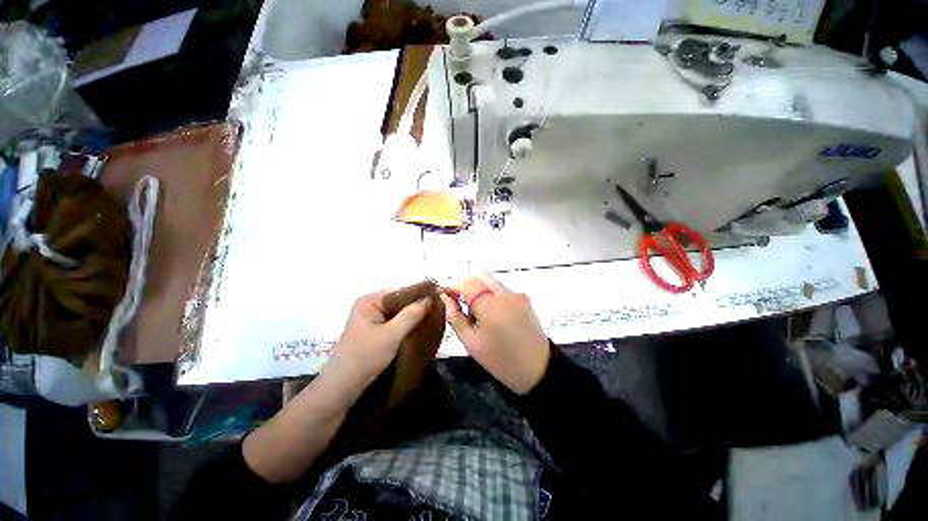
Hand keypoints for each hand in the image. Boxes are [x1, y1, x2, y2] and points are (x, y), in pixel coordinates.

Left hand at [323, 290, 432, 397]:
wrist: (342, 386)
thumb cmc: (365, 357)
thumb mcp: (392, 335)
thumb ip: (411, 314)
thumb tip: (429, 298)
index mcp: (370, 301)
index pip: (400, 290)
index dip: (419, 292)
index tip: (438, 294)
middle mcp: (370, 305)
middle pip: (399, 300)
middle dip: (417, 303)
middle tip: (438, 305)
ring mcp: (371, 317)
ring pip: (398, 311)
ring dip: (413, 313)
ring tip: (433, 313)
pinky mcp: (373, 329)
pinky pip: (394, 320)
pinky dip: (406, 322)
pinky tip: (419, 324)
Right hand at [440, 273, 549, 394]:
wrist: (538, 370)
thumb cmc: (499, 360)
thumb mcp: (470, 342)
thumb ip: (454, 316)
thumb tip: (445, 297)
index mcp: (489, 304)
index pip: (466, 283)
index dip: (452, 285)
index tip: (444, 293)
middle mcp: (504, 293)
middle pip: (479, 275)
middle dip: (465, 283)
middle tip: (457, 299)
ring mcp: (517, 294)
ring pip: (491, 281)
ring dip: (478, 289)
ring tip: (474, 310)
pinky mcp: (525, 298)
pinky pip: (502, 290)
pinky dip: (491, 295)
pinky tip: (490, 313)